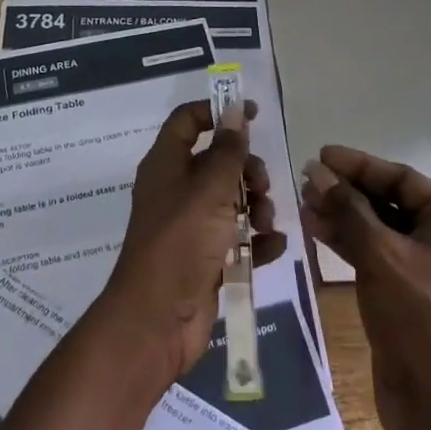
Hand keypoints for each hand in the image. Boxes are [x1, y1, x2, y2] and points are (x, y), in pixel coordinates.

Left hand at [97, 100, 287, 386]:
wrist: (157, 321)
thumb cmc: (180, 242)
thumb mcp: (209, 189)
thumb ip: (227, 150)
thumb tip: (233, 108)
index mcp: (166, 164)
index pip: (188, 120)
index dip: (218, 111)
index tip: (253, 114)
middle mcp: (176, 190)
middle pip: (217, 161)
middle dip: (246, 169)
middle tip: (262, 185)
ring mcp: (190, 226)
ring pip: (231, 200)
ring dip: (256, 206)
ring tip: (266, 222)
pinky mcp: (205, 258)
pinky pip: (237, 238)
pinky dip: (256, 240)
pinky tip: (273, 246)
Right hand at [300, 146, 430, 429]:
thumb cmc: (419, 317)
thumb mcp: (381, 255)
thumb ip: (349, 208)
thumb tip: (318, 172)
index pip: (403, 178)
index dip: (359, 165)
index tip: (322, 155)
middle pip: (391, 202)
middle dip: (348, 192)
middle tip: (308, 181)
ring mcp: (430, 269)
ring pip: (380, 229)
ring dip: (343, 215)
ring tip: (305, 202)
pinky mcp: (409, 294)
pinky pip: (377, 255)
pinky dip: (349, 242)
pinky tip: (317, 229)